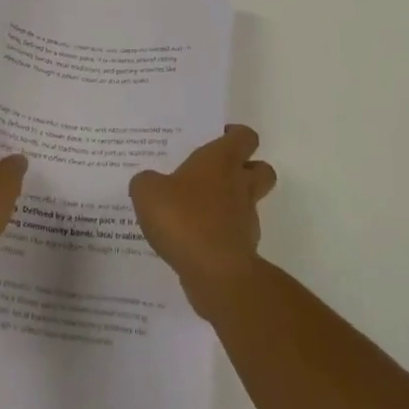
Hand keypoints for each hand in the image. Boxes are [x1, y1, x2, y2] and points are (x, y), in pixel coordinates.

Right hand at [129, 126, 275, 316]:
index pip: (244, 136)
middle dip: (246, 168)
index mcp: (221, 160)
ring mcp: (246, 218)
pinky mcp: (244, 249)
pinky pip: (234, 233)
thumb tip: (149, 182)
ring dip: (231, 203)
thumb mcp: (147, 192)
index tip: (216, 138)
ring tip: (196, 210)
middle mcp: (240, 185)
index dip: (234, 135)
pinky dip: (221, 233)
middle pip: (261, 168)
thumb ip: (147, 182)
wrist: (215, 273)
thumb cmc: (183, 218)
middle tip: (215, 172)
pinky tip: (193, 240)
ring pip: (249, 202)